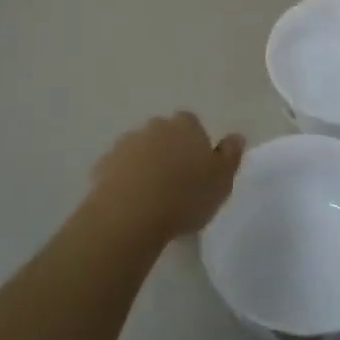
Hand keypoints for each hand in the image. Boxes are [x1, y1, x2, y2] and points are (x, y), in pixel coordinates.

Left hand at [83, 112, 244, 247]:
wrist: (130, 215)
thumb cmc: (184, 196)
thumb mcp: (221, 180)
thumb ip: (230, 155)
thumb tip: (236, 136)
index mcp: (185, 126)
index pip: (192, 124)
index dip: (196, 143)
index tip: (199, 167)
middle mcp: (154, 127)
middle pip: (164, 134)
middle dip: (169, 150)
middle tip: (177, 182)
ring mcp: (125, 144)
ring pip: (140, 150)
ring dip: (146, 164)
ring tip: (153, 196)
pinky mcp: (102, 165)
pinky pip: (118, 169)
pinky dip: (125, 180)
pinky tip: (131, 203)